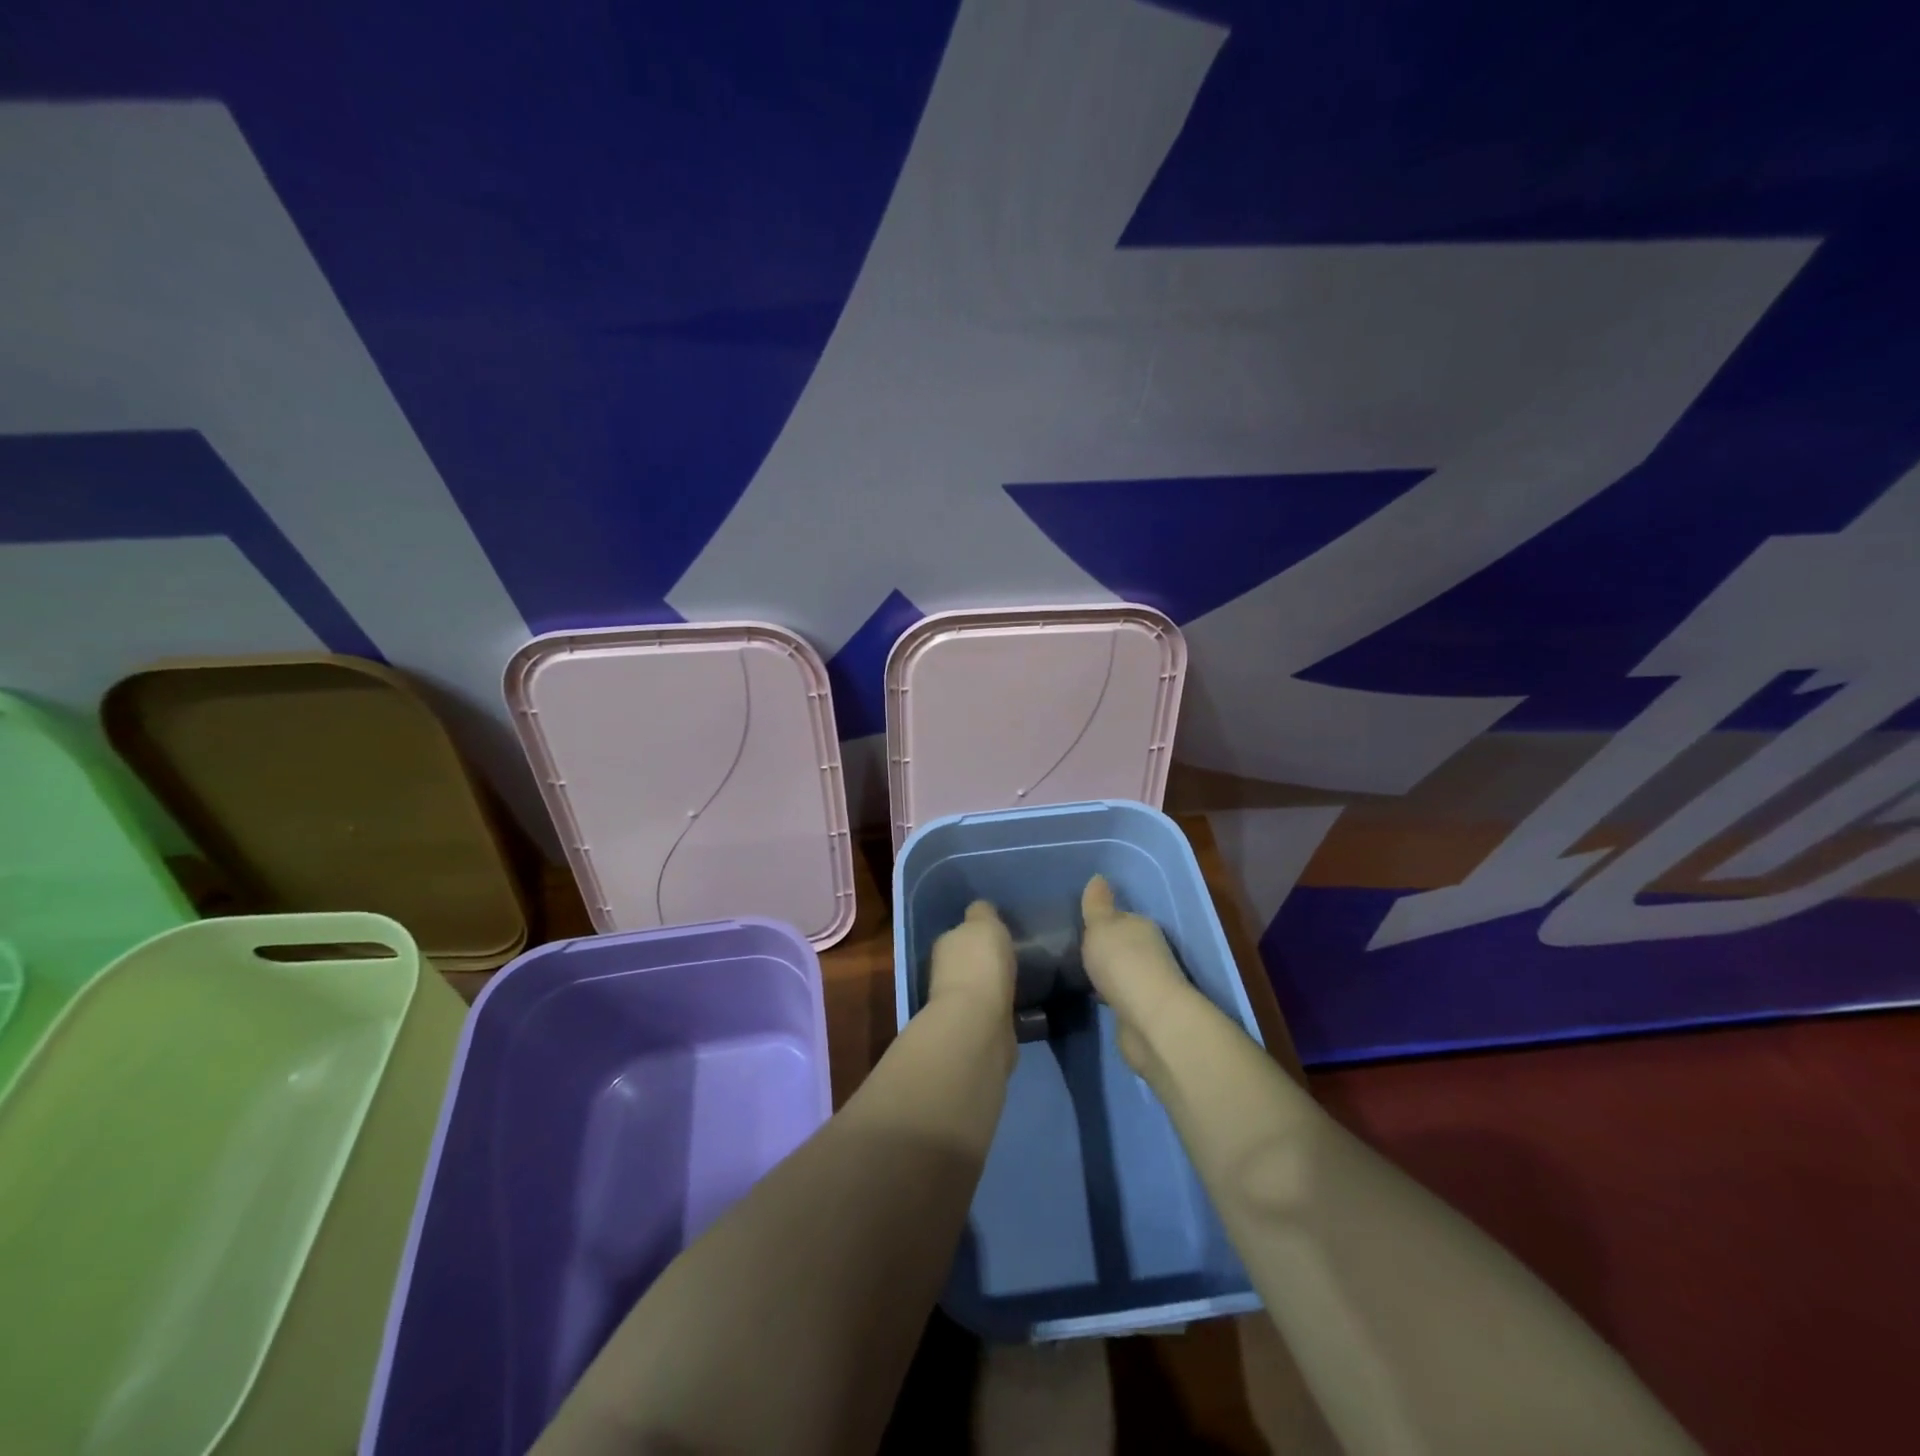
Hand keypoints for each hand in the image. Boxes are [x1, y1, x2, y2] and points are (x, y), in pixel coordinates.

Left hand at [926, 900, 1016, 1019]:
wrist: (978, 1021)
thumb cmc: (981, 963)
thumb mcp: (984, 923)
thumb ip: (982, 913)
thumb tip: (981, 910)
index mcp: (945, 944)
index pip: (959, 933)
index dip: (977, 934)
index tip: (997, 936)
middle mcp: (945, 972)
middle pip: (967, 961)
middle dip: (983, 961)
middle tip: (1009, 959)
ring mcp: (959, 1004)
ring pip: (978, 987)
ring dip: (992, 986)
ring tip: (1017, 983)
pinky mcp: (975, 1029)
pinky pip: (990, 1011)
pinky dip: (999, 1008)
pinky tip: (1016, 1007)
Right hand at [1080, 875, 1188, 1071]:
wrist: (1150, 1020)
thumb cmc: (1123, 962)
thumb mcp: (1102, 925)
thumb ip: (1097, 904)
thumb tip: (1098, 877)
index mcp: (1141, 926)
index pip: (1122, 918)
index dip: (1103, 921)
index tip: (1083, 927)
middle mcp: (1150, 951)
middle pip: (1124, 944)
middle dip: (1106, 948)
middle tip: (1078, 951)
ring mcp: (1148, 984)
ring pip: (1123, 971)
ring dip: (1108, 972)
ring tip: (1081, 974)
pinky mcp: (1142, 1012)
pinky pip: (1120, 996)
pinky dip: (1110, 995)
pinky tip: (1094, 997)